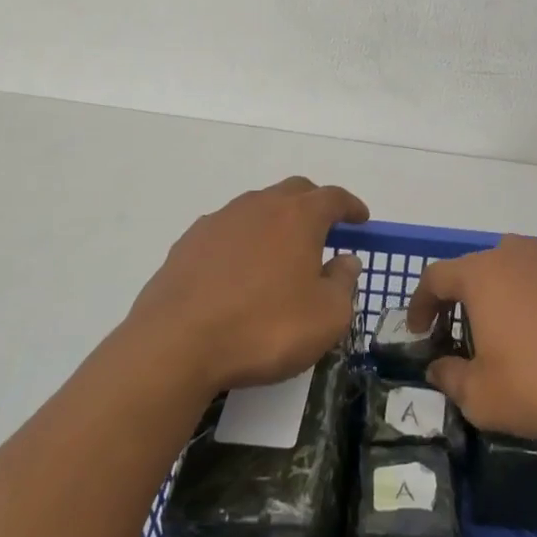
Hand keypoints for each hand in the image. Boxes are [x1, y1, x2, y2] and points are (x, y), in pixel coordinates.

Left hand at [124, 176, 368, 393]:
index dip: (351, 206)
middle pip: (295, 191)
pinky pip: (227, 230)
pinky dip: (243, 241)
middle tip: (326, 231)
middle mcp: (259, 206)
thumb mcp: (326, 317)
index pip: (333, 198)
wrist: (175, 345)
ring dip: (276, 221)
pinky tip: (240, 270)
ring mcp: (220, 221)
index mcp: (298, 217)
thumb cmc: (264, 327)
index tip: (361, 220)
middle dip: (314, 205)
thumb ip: (343, 283)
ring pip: (257, 208)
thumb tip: (346, 260)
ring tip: (281, 253)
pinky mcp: (188, 243)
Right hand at [405, 234, 536, 440]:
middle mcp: (512, 254)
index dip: (420, 303)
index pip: (436, 277)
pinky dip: (521, 295)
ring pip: (505, 267)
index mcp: (482, 273)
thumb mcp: (480, 396)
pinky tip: (529, 329)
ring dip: (490, 292)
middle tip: (450, 332)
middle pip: (471, 268)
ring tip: (490, 328)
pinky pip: (534, 277)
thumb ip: (449, 377)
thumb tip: (437, 368)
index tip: (418, 333)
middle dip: (455, 298)